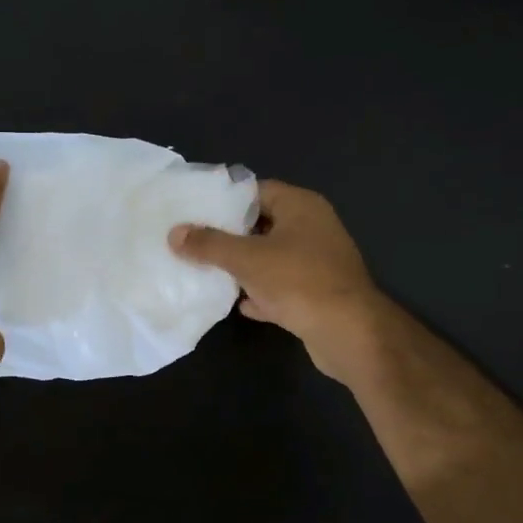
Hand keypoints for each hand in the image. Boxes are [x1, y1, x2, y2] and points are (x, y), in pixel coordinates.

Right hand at [169, 180, 391, 383]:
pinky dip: (263, 294)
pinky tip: (240, 304)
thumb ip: (209, 244)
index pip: (257, 190)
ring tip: (208, 271)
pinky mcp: (318, 293)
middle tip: (195, 242)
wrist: (348, 332)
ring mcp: (318, 262)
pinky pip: (282, 287)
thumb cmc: (298, 281)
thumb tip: (175, 233)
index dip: (226, 200)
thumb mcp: (246, 258)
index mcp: (301, 207)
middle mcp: (313, 227)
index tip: (195, 211)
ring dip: (244, 267)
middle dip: (230, 236)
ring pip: (272, 258)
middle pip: (263, 225)